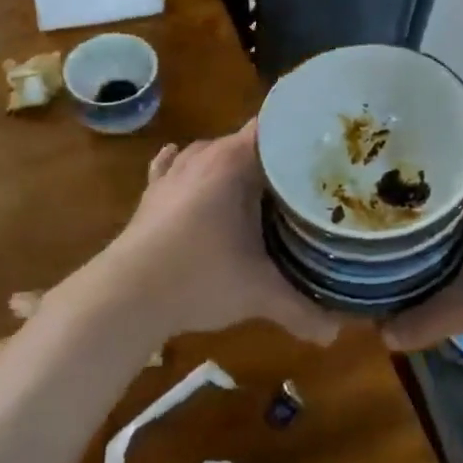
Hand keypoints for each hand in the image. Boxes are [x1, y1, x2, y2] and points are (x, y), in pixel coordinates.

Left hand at [61, 121, 341, 347]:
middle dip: (274, 157)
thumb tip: (336, 335)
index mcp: (233, 163)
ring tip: (260, 183)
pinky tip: (193, 172)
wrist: (126, 296)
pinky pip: (174, 166)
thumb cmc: (200, 279)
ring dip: (233, 163)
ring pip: (211, 152)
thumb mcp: (259, 295)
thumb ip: (302, 311)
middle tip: (305, 180)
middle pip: (247, 141)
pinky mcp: (151, 194)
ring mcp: (173, 173)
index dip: (301, 136)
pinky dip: (189, 167)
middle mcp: (203, 156)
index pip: (274, 127)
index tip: (327, 153)